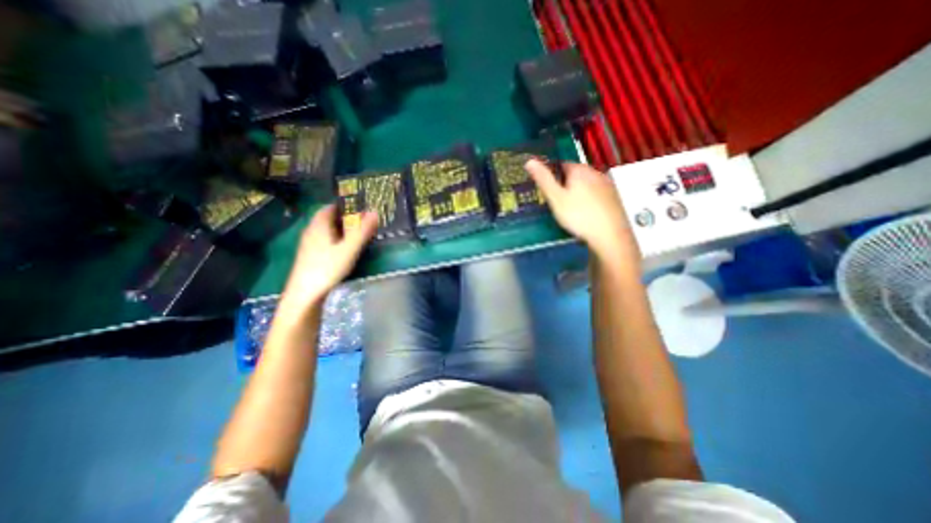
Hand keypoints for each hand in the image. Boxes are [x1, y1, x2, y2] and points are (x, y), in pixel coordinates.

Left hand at [279, 203, 376, 316]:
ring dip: (341, 229)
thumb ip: (362, 231)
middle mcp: (311, 231)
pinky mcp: (310, 256)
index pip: (330, 207)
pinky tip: (344, 249)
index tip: (360, 208)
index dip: (344, 205)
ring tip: (357, 234)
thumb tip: (374, 212)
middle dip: (345, 217)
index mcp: (319, 226)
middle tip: (362, 221)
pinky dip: (336, 239)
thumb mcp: (349, 249)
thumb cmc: (327, 268)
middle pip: (328, 219)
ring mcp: (309, 245)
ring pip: (326, 231)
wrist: (305, 294)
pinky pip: (325, 241)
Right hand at [523, 157, 641, 257]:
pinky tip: (586, 212)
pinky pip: (597, 193)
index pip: (561, 164)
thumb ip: (543, 180)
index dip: (552, 175)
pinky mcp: (614, 197)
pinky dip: (589, 199)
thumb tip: (529, 161)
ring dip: (578, 190)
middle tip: (557, 200)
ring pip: (587, 183)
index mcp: (579, 170)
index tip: (547, 189)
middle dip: (565, 183)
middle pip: (575, 173)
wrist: (609, 235)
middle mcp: (595, 172)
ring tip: (570, 208)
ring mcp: (607, 184)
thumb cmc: (578, 216)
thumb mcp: (556, 198)